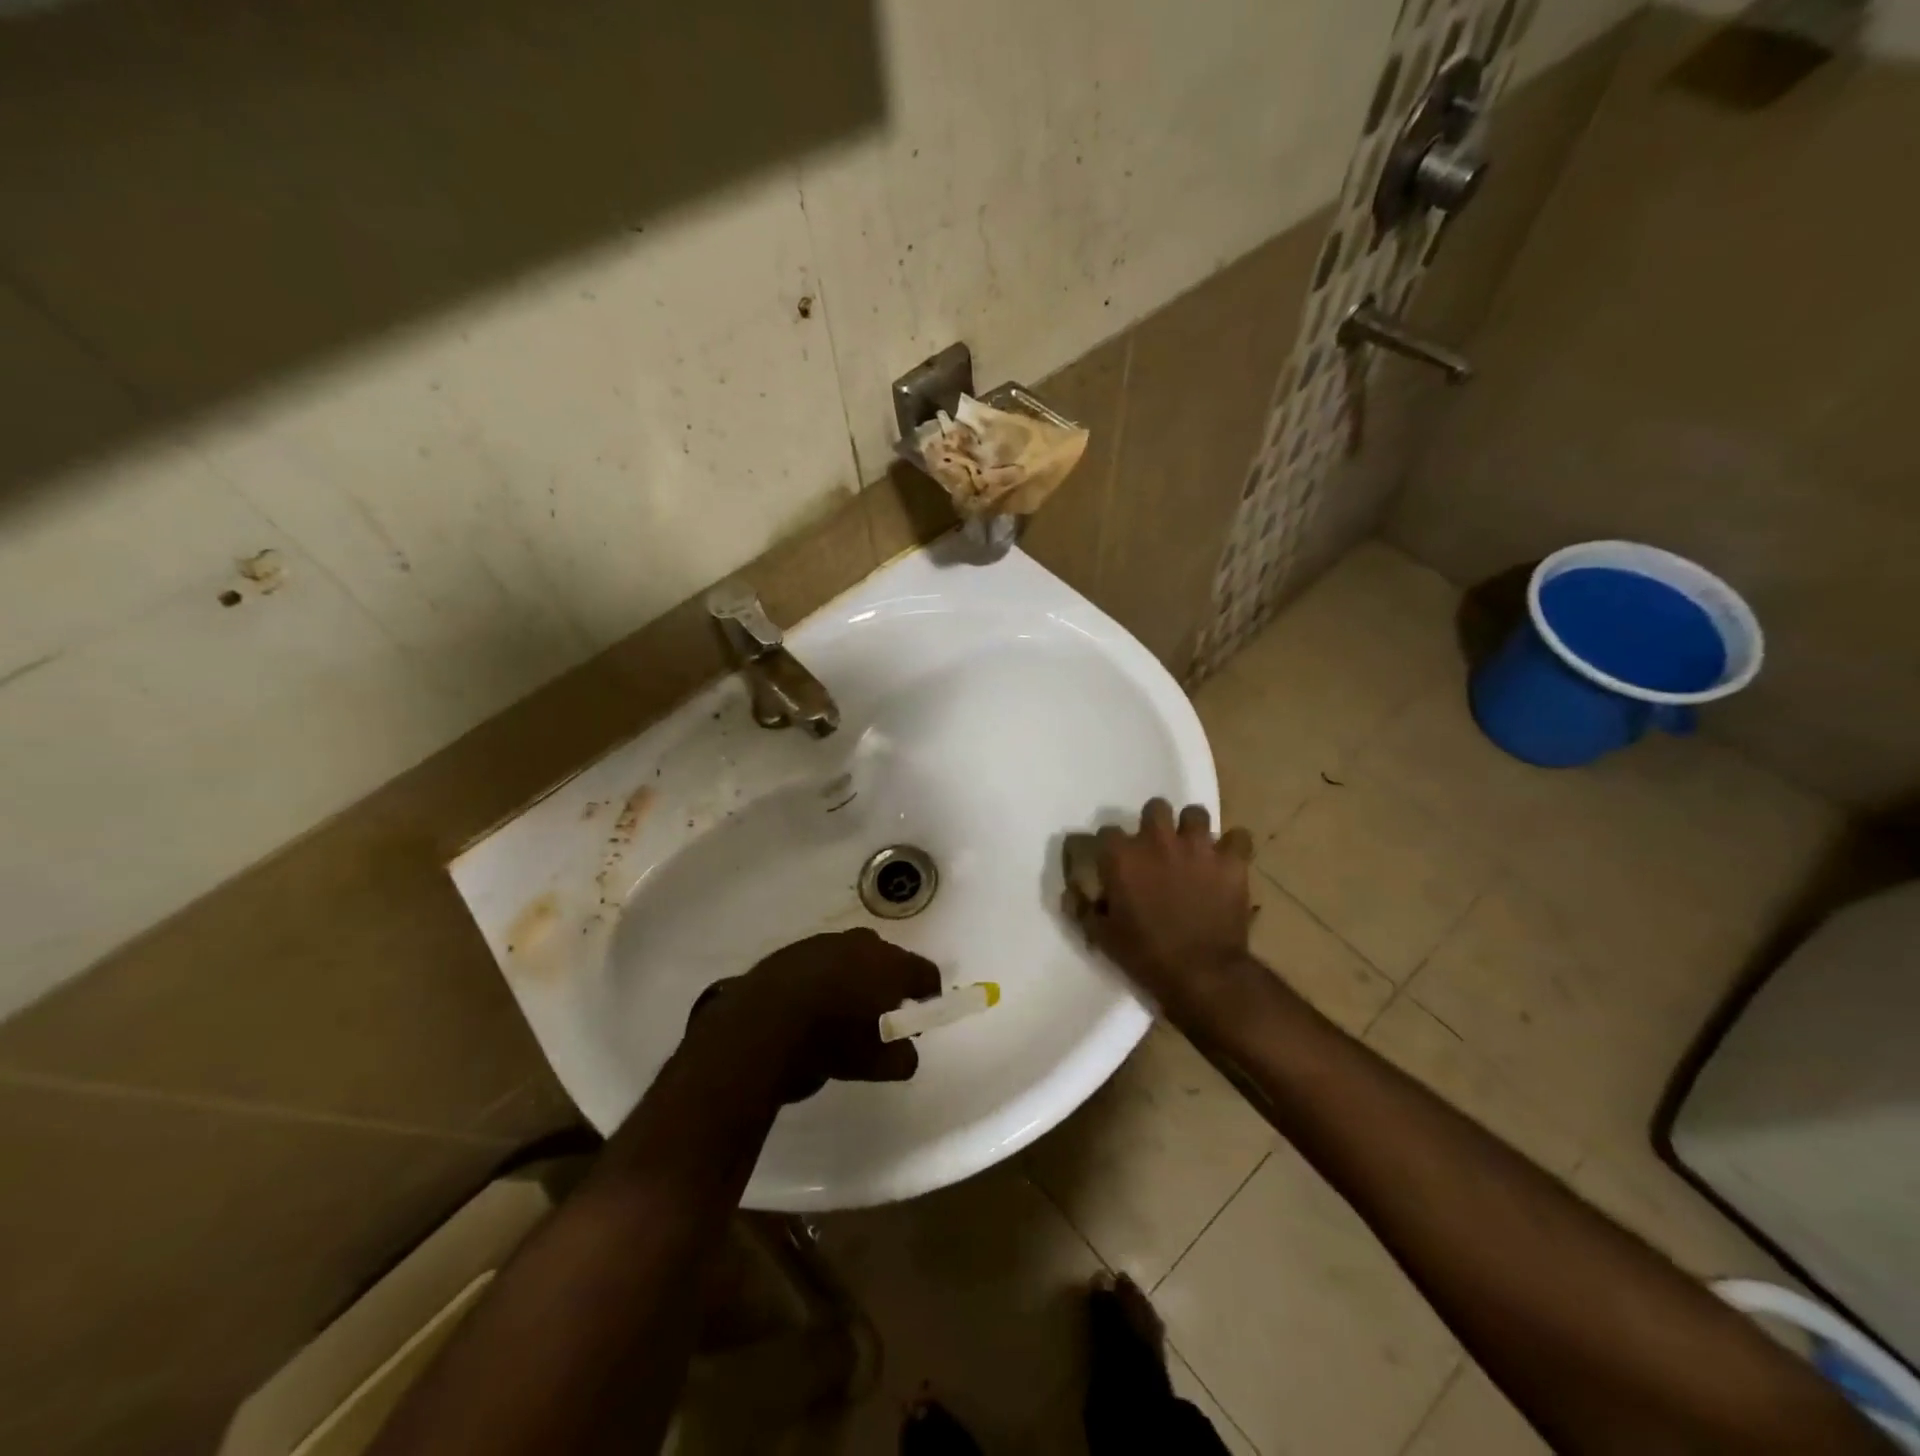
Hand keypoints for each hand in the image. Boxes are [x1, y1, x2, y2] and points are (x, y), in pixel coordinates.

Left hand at [690, 928, 940, 1102]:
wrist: (759, 1025)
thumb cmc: (829, 1041)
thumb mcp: (873, 1065)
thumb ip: (901, 1059)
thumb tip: (906, 1054)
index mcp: (891, 965)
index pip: (925, 973)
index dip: (928, 996)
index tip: (921, 1016)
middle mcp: (862, 944)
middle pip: (889, 961)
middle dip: (889, 985)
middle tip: (880, 1018)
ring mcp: (825, 942)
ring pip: (852, 958)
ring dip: (854, 980)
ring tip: (841, 1014)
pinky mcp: (793, 950)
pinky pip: (820, 964)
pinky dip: (823, 980)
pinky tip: (809, 1008)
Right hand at [1066, 798, 1256, 1023]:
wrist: (1201, 974)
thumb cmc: (1145, 956)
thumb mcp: (1101, 936)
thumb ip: (1082, 908)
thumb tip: (1070, 893)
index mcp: (1122, 856)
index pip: (1108, 832)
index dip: (1111, 847)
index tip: (1114, 863)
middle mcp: (1158, 841)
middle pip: (1155, 808)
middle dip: (1154, 823)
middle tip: (1157, 848)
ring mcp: (1197, 847)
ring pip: (1195, 814)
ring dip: (1192, 829)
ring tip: (1192, 849)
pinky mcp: (1231, 861)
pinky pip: (1238, 837)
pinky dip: (1233, 847)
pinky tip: (1228, 860)